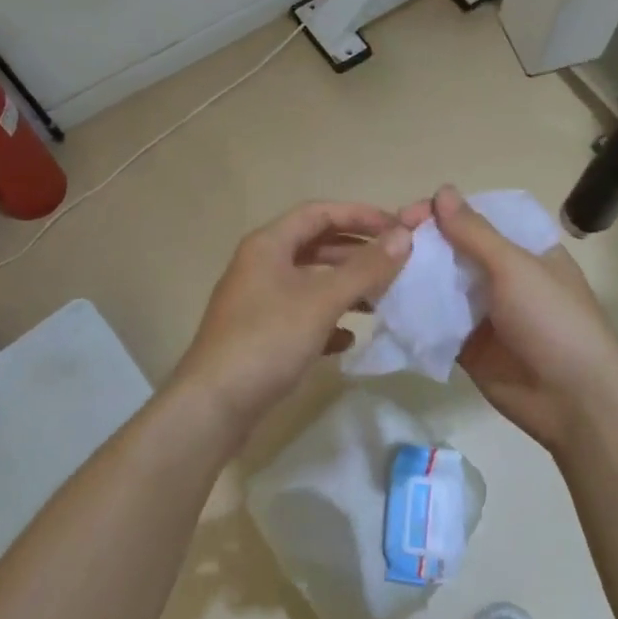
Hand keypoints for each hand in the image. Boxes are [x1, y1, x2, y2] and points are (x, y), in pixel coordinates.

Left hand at [171, 201, 412, 432]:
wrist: (214, 405)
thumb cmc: (268, 340)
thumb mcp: (321, 301)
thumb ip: (365, 268)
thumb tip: (404, 236)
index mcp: (268, 245)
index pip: (319, 213)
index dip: (360, 216)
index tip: (398, 229)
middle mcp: (260, 265)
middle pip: (315, 246)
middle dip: (356, 253)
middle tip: (396, 264)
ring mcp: (257, 301)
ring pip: (310, 282)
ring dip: (345, 287)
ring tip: (382, 299)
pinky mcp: (259, 335)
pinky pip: (300, 316)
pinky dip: (327, 321)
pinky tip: (348, 339)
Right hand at [406, 185, 617, 451]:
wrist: (574, 401)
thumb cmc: (552, 321)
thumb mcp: (515, 267)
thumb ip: (474, 232)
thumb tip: (442, 191)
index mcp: (523, 248)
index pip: (475, 218)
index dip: (441, 212)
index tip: (405, 216)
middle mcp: (501, 275)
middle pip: (453, 249)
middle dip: (420, 243)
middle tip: (382, 244)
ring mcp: (482, 310)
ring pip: (440, 284)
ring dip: (411, 276)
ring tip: (374, 270)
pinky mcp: (466, 344)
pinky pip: (434, 320)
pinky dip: (412, 311)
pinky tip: (381, 303)